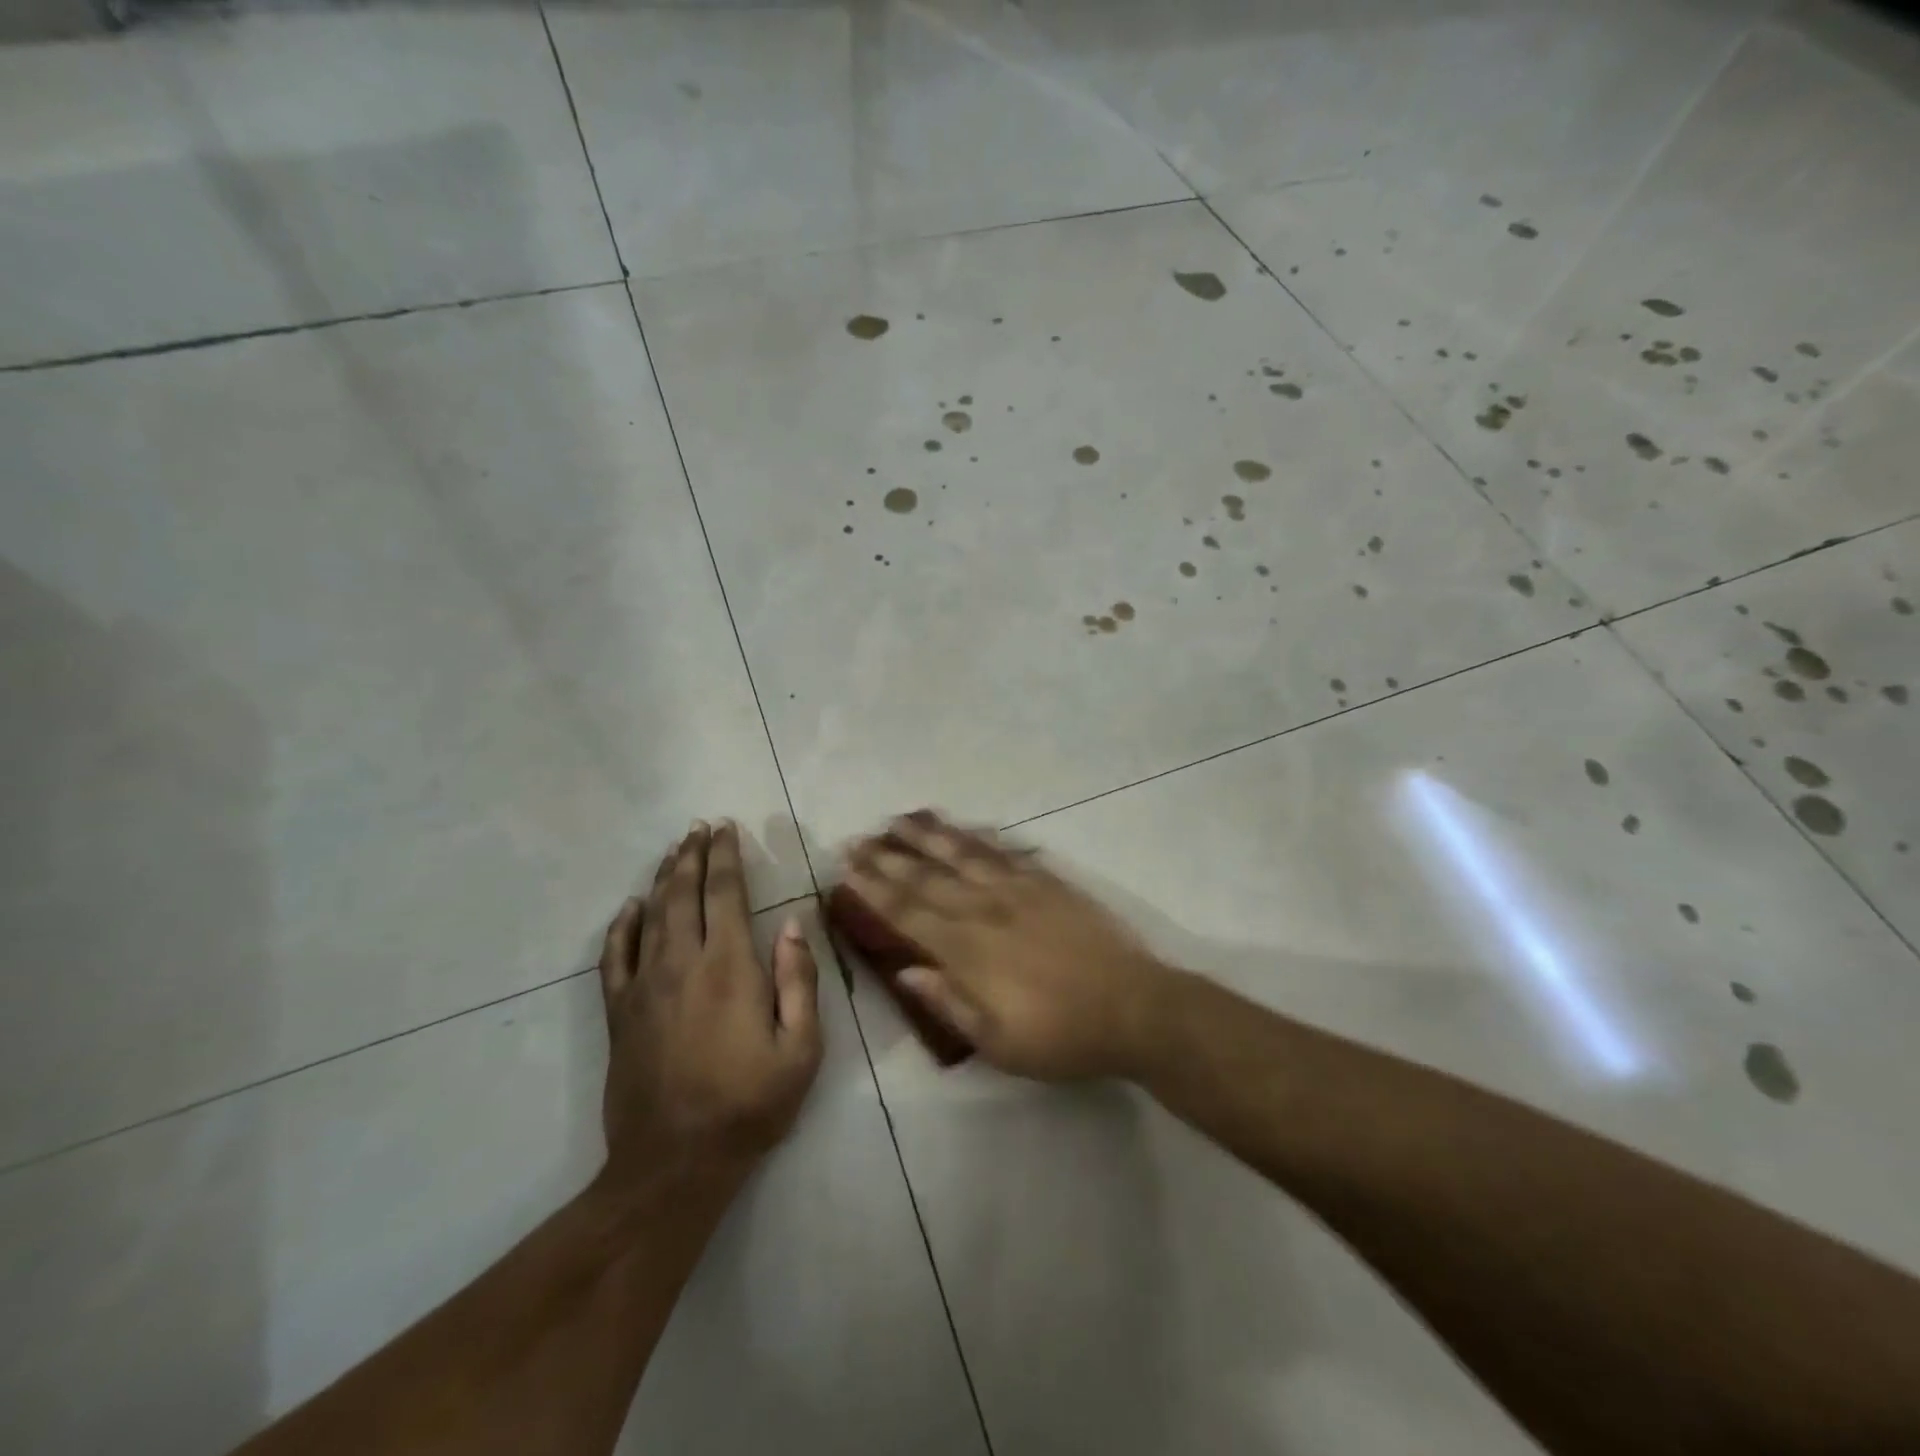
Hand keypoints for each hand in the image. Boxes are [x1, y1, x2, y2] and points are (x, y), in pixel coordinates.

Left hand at [597, 822, 821, 1190]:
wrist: (674, 1163)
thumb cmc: (749, 1104)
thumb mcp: (801, 1049)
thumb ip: (799, 981)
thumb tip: (791, 925)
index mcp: (729, 967)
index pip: (725, 894)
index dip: (726, 857)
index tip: (726, 829)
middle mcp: (682, 964)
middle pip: (684, 894)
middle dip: (693, 856)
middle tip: (699, 828)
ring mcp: (644, 987)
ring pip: (651, 916)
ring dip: (663, 878)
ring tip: (674, 851)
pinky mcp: (619, 1013)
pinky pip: (614, 957)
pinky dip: (621, 926)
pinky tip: (630, 907)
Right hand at [842, 812, 1173, 1080]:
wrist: (1133, 1008)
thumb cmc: (1061, 1036)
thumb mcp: (997, 1042)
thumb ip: (948, 1002)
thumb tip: (904, 970)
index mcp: (968, 951)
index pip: (908, 912)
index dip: (874, 889)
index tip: (848, 867)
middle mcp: (985, 910)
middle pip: (927, 877)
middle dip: (888, 858)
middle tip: (857, 838)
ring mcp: (1019, 890)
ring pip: (963, 854)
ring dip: (928, 835)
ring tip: (900, 819)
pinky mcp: (1048, 882)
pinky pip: (1004, 852)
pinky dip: (978, 837)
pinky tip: (963, 829)